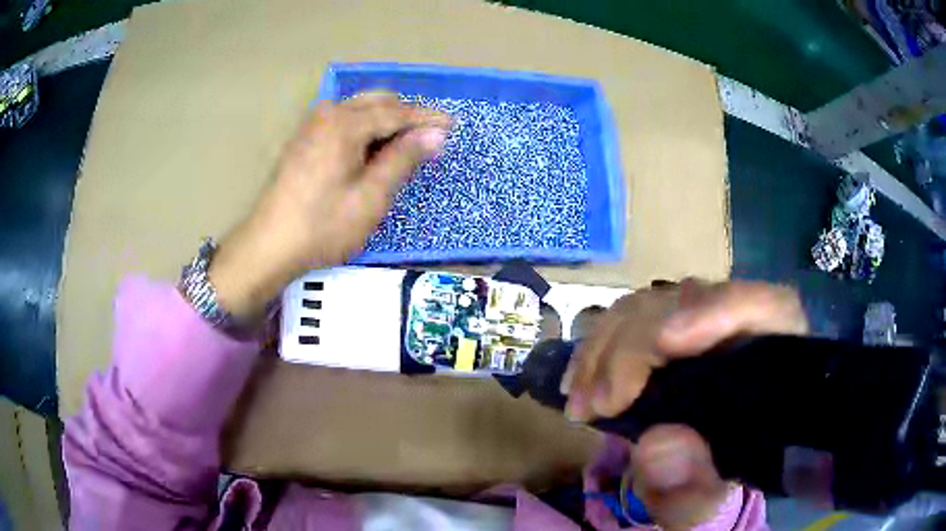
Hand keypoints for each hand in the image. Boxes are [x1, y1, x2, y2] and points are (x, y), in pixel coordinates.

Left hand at [208, 91, 450, 319]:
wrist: (269, 246)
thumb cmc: (323, 226)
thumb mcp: (371, 197)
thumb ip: (403, 159)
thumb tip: (435, 133)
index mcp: (345, 123)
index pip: (397, 112)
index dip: (427, 118)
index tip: (454, 125)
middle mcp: (328, 113)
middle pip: (377, 102)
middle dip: (407, 115)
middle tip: (431, 137)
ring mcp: (312, 124)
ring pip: (359, 109)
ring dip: (386, 120)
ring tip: (406, 144)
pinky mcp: (305, 139)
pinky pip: (344, 120)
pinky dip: (365, 127)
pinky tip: (373, 148)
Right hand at [562, 279, 807, 528]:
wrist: (694, 476)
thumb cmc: (711, 486)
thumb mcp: (704, 506)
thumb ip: (692, 491)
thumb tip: (659, 446)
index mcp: (773, 364)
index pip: (771, 308)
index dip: (723, 309)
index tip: (667, 341)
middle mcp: (741, 332)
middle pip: (694, 302)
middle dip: (636, 347)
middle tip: (596, 403)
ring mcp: (701, 326)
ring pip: (654, 305)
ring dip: (606, 348)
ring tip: (581, 402)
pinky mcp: (665, 333)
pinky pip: (628, 320)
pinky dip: (596, 349)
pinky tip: (576, 383)